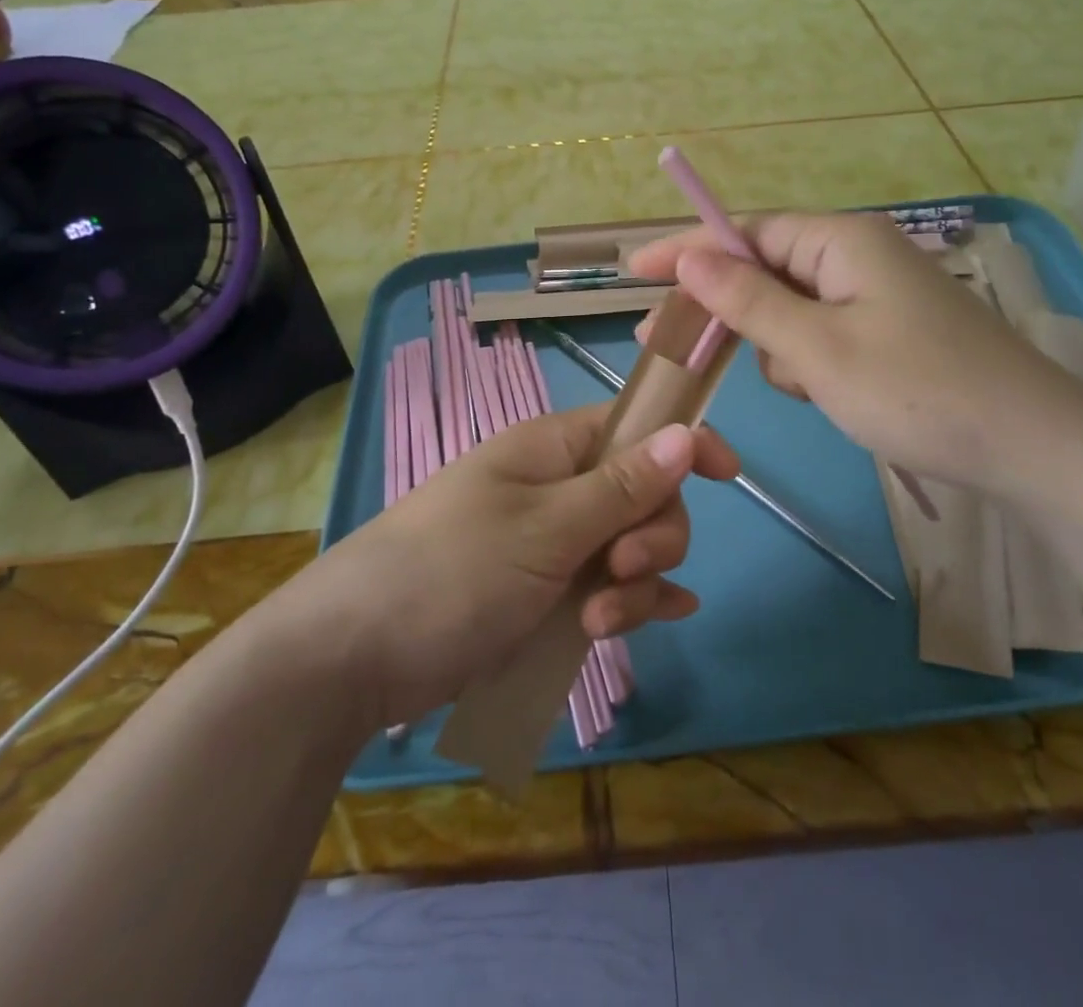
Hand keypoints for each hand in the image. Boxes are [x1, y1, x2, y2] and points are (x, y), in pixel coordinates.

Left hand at [282, 404, 737, 726]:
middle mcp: (557, 487)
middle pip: (643, 493)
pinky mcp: (544, 593)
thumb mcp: (544, 527)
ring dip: (635, 583)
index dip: (684, 442)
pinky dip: (634, 603)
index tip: (728, 476)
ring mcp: (551, 543)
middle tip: (621, 568)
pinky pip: (608, 589)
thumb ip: (621, 487)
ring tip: (601, 623)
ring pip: (629, 546)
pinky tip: (661, 620)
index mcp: (552, 448)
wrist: (355, 656)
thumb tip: (686, 435)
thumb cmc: (451, 571)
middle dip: (653, 532)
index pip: (635, 426)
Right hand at [628, 211, 1082, 493]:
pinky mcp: (887, 331)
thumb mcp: (817, 348)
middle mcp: (857, 255)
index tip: (632, 270)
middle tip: (669, 345)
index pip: (744, 232)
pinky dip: (808, 361)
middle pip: (764, 268)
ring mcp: (875, 295)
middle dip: (724, 308)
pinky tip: (827, 394)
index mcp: (841, 240)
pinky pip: (821, 333)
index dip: (685, 249)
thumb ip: (748, 300)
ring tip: (805, 387)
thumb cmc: (917, 391)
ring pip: (790, 308)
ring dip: (776, 345)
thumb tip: (689, 256)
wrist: (1031, 450)